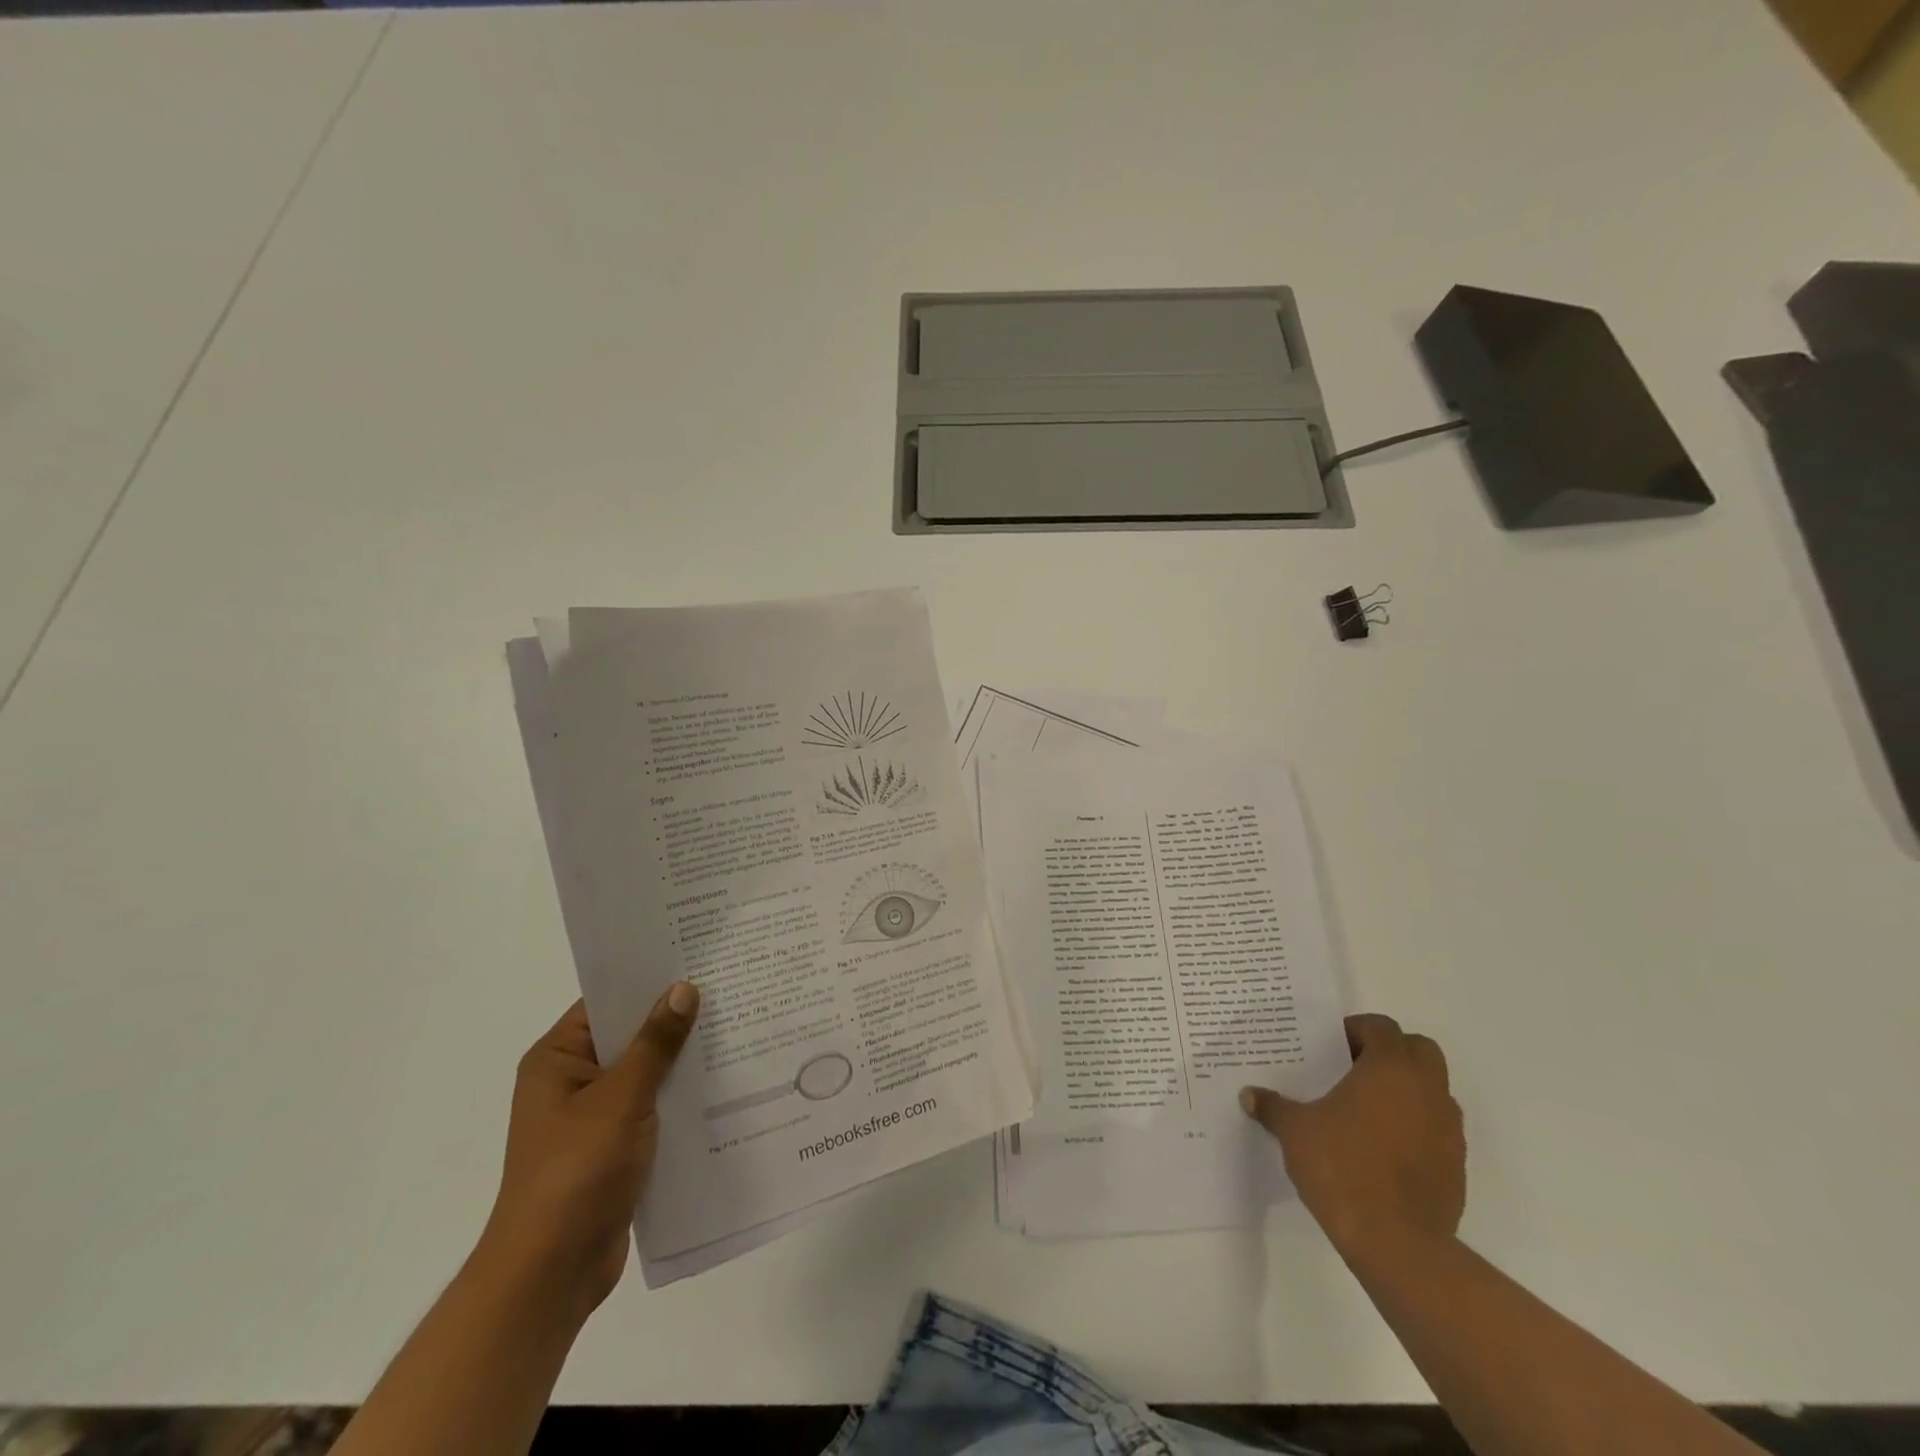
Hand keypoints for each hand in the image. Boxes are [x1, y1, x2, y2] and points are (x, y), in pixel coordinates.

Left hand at [476, 985, 698, 1323]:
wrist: (551, 1273)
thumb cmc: (576, 1172)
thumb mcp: (621, 1098)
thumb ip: (655, 1043)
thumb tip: (684, 988)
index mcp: (558, 1059)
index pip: (607, 1001)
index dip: (649, 980)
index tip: (697, 958)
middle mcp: (572, 1080)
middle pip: (630, 1035)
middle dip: (675, 1018)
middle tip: (729, 987)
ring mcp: (593, 1116)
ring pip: (646, 1072)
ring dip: (683, 1059)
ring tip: (738, 1027)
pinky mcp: (615, 1146)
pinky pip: (653, 1105)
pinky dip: (680, 1095)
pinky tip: (724, 1082)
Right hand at [1241, 1014, 1464, 1266]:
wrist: (1397, 1244)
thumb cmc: (1342, 1167)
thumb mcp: (1295, 1131)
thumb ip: (1273, 1107)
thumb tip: (1249, 1095)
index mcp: (1390, 1068)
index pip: (1382, 1027)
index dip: (1356, 1030)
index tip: (1330, 1048)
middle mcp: (1427, 1089)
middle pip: (1419, 1050)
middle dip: (1390, 1052)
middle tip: (1354, 1069)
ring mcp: (1448, 1129)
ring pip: (1433, 1090)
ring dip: (1407, 1090)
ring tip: (1367, 1111)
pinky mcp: (1456, 1166)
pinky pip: (1437, 1129)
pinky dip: (1416, 1127)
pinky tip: (1383, 1150)